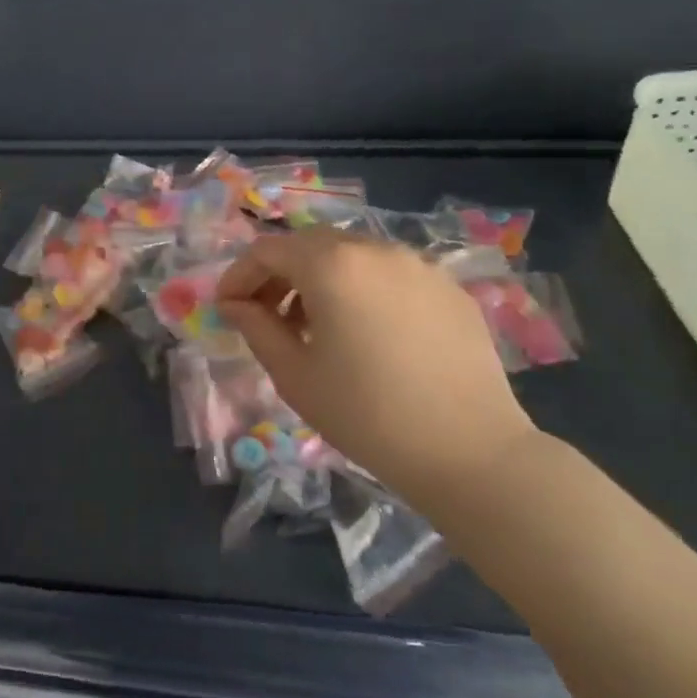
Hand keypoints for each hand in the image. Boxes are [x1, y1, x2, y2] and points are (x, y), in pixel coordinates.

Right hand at [216, 230, 534, 513]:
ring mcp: (418, 265)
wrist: (470, 452)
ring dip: (320, 279)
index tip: (226, 308)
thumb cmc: (366, 414)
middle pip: (309, 245)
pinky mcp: (448, 288)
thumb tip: (235, 304)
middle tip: (265, 314)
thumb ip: (256, 327)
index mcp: (331, 265)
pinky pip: (389, 274)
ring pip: (351, 255)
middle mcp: (375, 249)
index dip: (239, 275)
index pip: (267, 250)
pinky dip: (362, 289)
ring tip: (315, 326)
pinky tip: (366, 333)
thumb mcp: (294, 374)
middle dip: (278, 273)